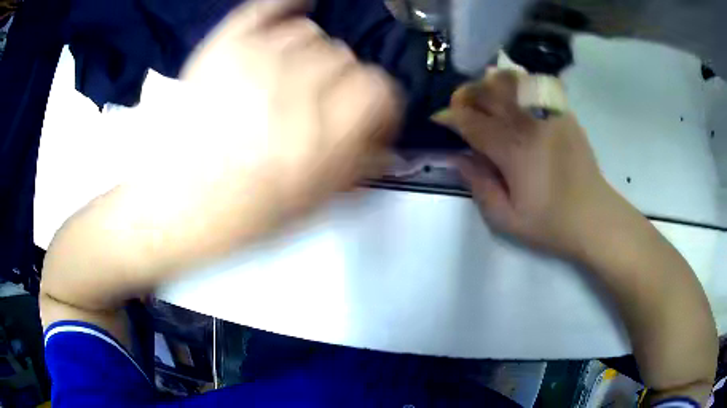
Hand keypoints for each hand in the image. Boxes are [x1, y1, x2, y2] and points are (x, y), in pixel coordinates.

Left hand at [178, 0, 400, 229]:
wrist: (176, 206)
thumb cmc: (243, 214)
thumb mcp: (312, 205)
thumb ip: (358, 167)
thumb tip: (388, 144)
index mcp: (323, 134)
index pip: (379, 89)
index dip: (380, 103)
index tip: (370, 117)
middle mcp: (295, 87)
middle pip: (345, 58)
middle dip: (342, 83)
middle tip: (321, 105)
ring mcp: (256, 59)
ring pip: (310, 33)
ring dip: (309, 56)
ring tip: (291, 78)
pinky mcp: (223, 48)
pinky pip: (265, 9)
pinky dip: (286, 5)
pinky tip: (296, 8)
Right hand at [449, 71, 622, 257]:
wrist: (594, 217)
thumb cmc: (551, 224)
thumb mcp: (506, 220)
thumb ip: (479, 186)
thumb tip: (458, 158)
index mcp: (512, 149)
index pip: (470, 121)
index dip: (448, 117)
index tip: (438, 120)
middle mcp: (529, 122)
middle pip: (487, 91)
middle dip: (466, 95)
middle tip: (460, 108)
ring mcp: (549, 113)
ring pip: (510, 80)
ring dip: (490, 84)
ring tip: (485, 96)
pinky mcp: (563, 112)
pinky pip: (535, 84)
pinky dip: (517, 83)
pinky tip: (513, 95)